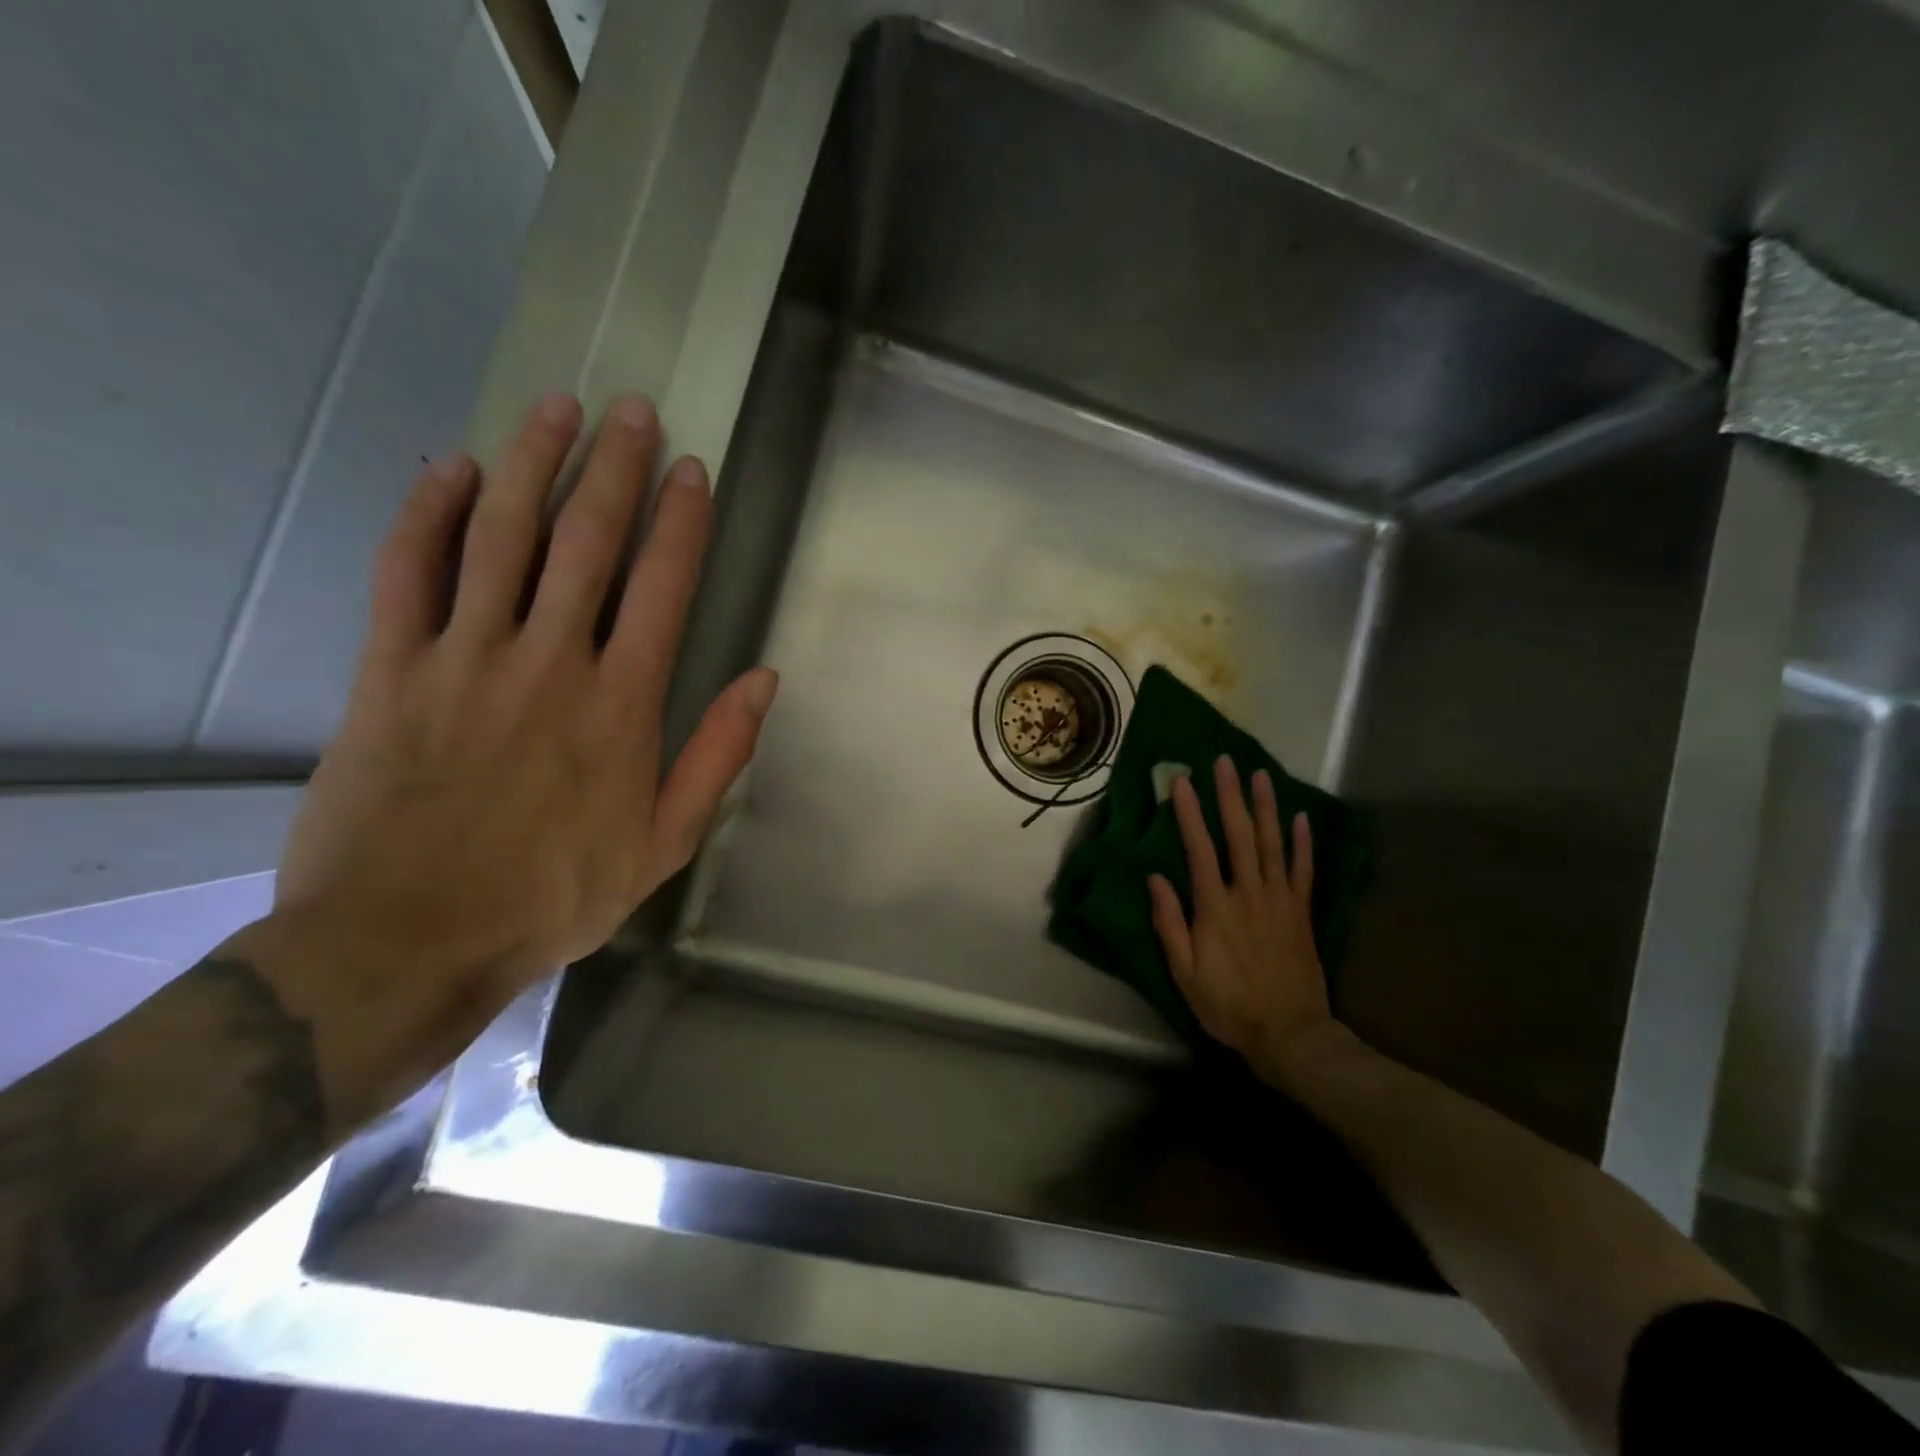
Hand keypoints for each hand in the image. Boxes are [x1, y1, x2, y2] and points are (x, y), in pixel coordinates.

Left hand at [276, 391, 775, 1012]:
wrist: (411, 940)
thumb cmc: (555, 895)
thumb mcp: (665, 843)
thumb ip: (717, 756)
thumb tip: (763, 681)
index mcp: (622, 703)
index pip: (662, 586)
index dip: (681, 521)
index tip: (691, 469)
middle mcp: (551, 662)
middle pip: (586, 541)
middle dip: (614, 468)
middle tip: (631, 410)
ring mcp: (465, 658)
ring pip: (499, 536)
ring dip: (530, 464)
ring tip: (554, 407)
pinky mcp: (391, 669)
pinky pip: (408, 572)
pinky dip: (427, 513)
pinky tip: (449, 469)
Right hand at [1147, 755, 1335, 1083]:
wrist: (1290, 1035)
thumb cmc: (1228, 1005)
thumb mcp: (1184, 972)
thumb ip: (1169, 923)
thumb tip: (1156, 878)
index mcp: (1215, 907)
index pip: (1200, 848)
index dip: (1190, 813)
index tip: (1183, 781)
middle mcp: (1249, 893)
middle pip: (1240, 835)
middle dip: (1230, 796)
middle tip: (1225, 761)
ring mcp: (1280, 900)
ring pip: (1274, 844)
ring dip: (1266, 807)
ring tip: (1261, 775)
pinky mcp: (1302, 913)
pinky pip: (1304, 871)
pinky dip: (1303, 843)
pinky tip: (1301, 818)